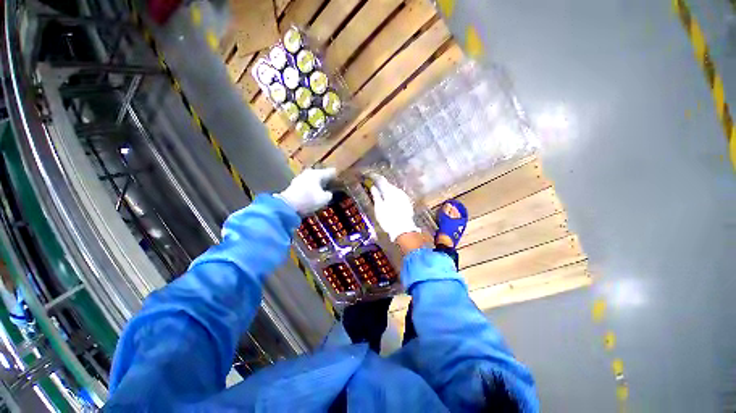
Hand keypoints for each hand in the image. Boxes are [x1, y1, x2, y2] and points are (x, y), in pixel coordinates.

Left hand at [277, 168, 335, 213]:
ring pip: (312, 180)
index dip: (335, 175)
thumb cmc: (309, 199)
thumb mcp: (324, 199)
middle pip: (320, 175)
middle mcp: (308, 173)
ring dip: (317, 184)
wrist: (288, 206)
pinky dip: (311, 188)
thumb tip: (328, 193)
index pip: (329, 172)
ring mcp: (300, 179)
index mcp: (317, 173)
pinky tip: (314, 193)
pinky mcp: (294, 187)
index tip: (340, 176)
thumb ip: (329, 195)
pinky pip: (307, 186)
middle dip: (325, 179)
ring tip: (324, 189)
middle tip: (332, 182)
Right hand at [369, 174, 419, 241]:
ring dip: (388, 190)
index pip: (381, 180)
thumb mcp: (379, 208)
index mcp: (389, 191)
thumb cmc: (388, 219)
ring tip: (382, 193)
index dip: (374, 177)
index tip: (369, 175)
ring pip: (394, 190)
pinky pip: (398, 195)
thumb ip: (376, 196)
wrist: (404, 229)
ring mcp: (404, 196)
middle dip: (381, 184)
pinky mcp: (407, 202)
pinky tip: (391, 201)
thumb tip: (373, 187)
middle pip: (388, 184)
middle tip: (374, 185)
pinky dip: (393, 195)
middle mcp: (397, 191)